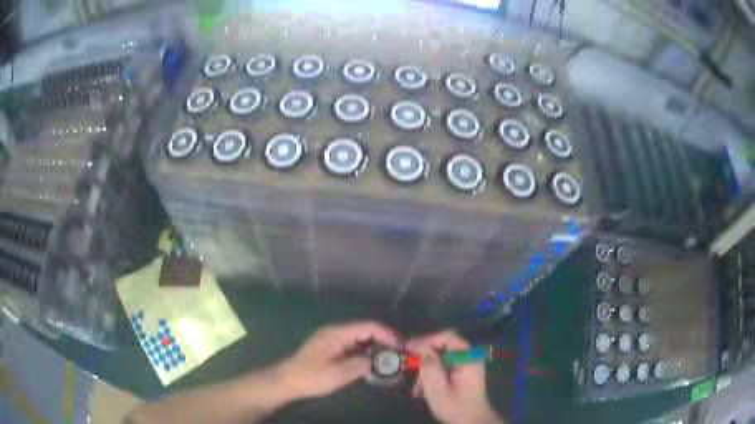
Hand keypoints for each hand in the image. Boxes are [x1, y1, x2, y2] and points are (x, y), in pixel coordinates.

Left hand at [276, 321, 398, 400]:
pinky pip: (353, 345)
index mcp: (338, 333)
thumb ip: (362, 364)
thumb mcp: (339, 373)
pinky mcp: (330, 348)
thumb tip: (383, 359)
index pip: (368, 326)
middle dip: (384, 340)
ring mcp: (332, 339)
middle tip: (399, 355)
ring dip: (375, 347)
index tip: (401, 347)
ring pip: (360, 338)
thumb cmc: (311, 377)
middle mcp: (336, 332)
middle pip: (365, 330)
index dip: (387, 334)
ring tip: (389, 360)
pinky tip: (371, 363)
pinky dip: (365, 352)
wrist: (286, 381)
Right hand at [407, 330, 503, 423]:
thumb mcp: (438, 390)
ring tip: (416, 388)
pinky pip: (443, 366)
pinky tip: (422, 390)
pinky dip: (431, 375)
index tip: (407, 349)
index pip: (447, 337)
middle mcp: (469, 356)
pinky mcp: (461, 372)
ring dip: (425, 369)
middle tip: (408, 365)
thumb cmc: (456, 407)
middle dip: (424, 357)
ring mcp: (466, 364)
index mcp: (468, 357)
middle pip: (443, 346)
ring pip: (440, 357)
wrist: (472, 422)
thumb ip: (430, 367)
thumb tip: (420, 348)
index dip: (426, 340)